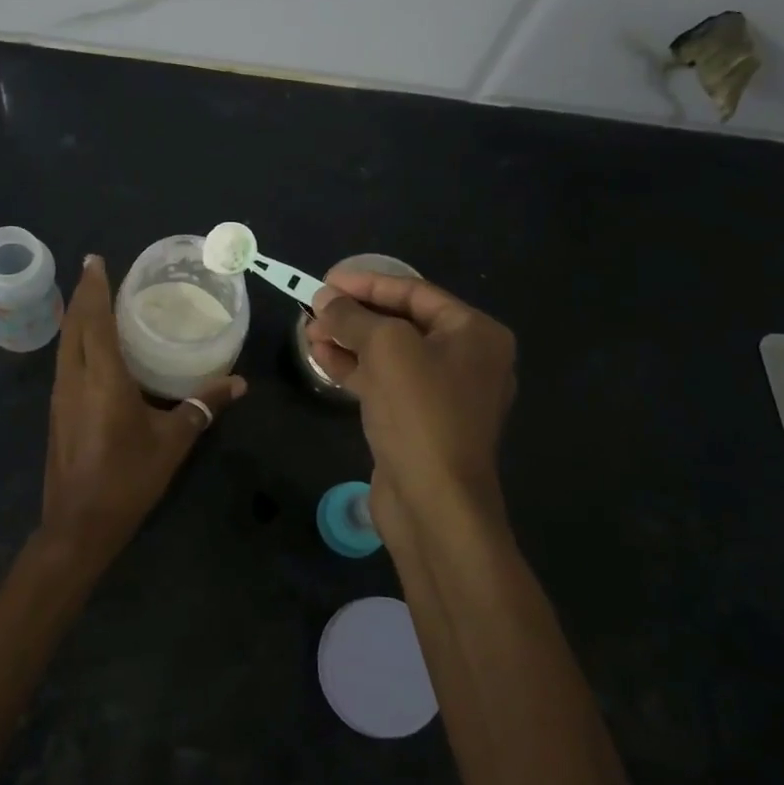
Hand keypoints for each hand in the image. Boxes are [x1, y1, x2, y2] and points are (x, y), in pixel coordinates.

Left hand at [41, 255, 245, 567]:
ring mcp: (60, 396)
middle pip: (73, 325)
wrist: (78, 525)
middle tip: (95, 270)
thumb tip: (238, 383)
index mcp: (101, 377)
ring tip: (92, 300)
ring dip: (75, 318)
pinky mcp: (57, 412)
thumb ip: (204, 406)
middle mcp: (74, 378)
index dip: (94, 287)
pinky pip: (64, 362)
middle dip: (82, 294)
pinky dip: (74, 341)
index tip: (95, 260)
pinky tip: (89, 347)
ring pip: (64, 344)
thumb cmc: (128, 478)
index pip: (94, 320)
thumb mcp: (172, 441)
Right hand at [306, 269, 516, 532]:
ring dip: (349, 340)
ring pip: (390, 354)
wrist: (434, 504)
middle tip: (313, 309)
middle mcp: (467, 358)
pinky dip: (355, 369)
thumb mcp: (385, 348)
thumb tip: (323, 299)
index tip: (325, 281)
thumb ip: (352, 316)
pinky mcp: (420, 421)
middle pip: (402, 322)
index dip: (367, 283)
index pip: (414, 292)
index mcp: (475, 333)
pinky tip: (321, 358)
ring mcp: (444, 393)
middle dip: (354, 314)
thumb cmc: (420, 412)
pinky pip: (386, 382)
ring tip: (308, 333)